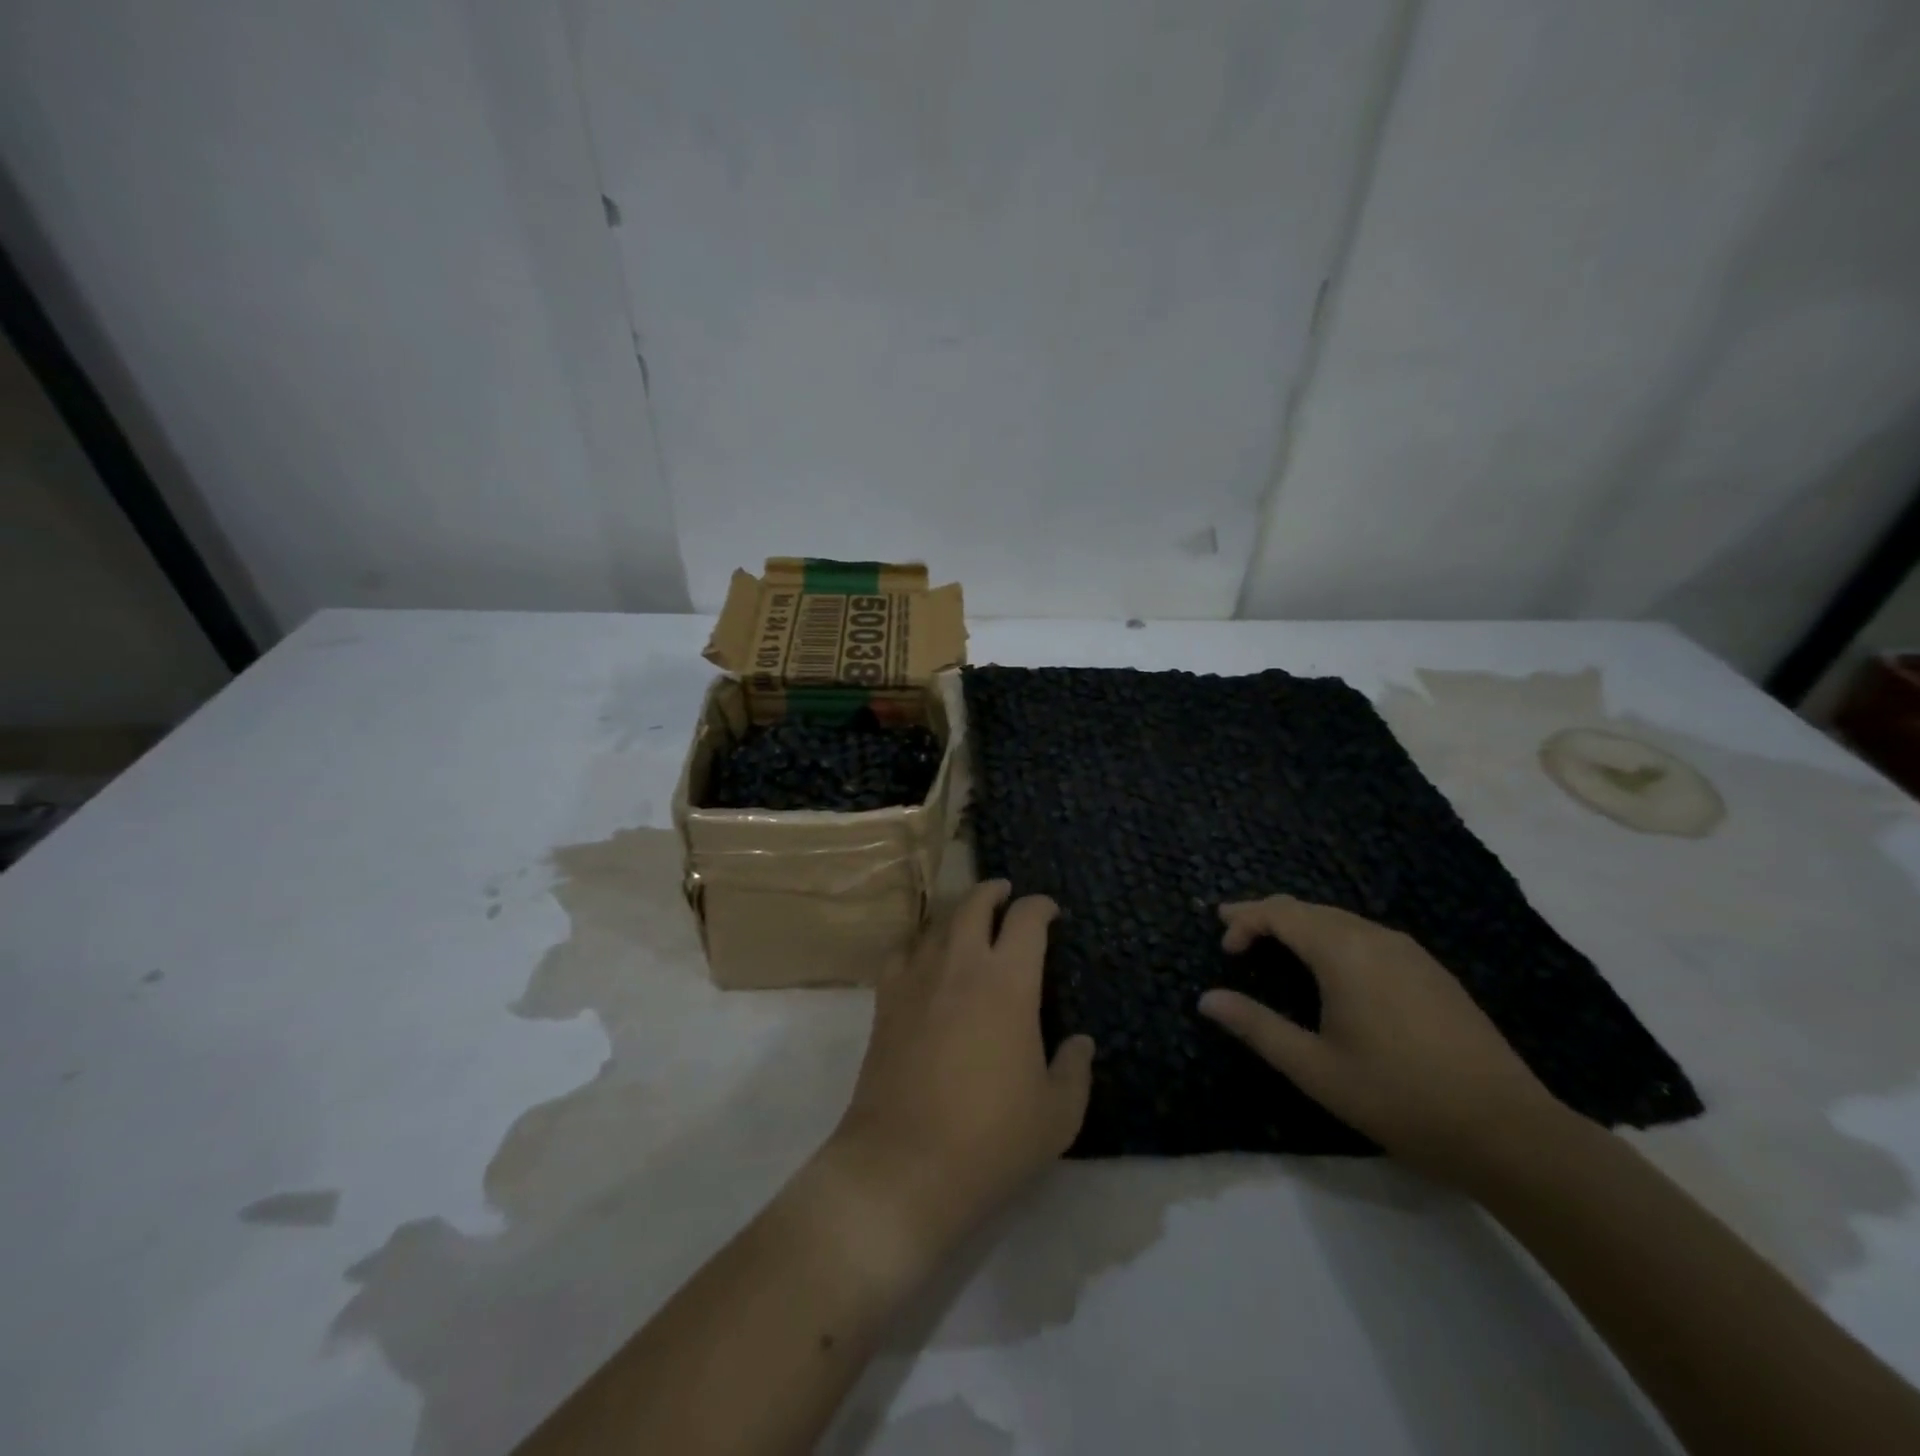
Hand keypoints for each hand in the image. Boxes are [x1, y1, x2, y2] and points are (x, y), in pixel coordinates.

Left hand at [827, 880, 1094, 1255]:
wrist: (903, 1165)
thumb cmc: (990, 1140)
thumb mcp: (1056, 1115)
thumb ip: (1074, 1070)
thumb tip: (1080, 1042)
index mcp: (1009, 983)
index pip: (1027, 920)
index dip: (1041, 906)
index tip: (1050, 910)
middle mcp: (961, 966)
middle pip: (974, 905)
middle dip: (993, 891)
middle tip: (1005, 893)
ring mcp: (917, 980)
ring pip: (937, 924)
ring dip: (958, 913)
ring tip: (969, 920)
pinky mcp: (885, 1002)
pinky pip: (901, 953)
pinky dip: (918, 944)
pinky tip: (924, 957)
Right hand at [1198, 896, 1571, 1186]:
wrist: (1509, 1132)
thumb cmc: (1399, 1098)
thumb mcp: (1315, 1069)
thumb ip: (1257, 1027)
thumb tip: (1207, 999)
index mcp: (1344, 953)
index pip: (1280, 913)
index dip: (1244, 920)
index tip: (1224, 949)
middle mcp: (1376, 938)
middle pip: (1309, 909)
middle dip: (1267, 916)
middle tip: (1236, 935)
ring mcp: (1411, 953)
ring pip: (1341, 920)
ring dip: (1301, 926)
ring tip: (1275, 947)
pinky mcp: (1433, 972)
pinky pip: (1368, 936)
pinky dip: (1333, 938)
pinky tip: (1333, 969)